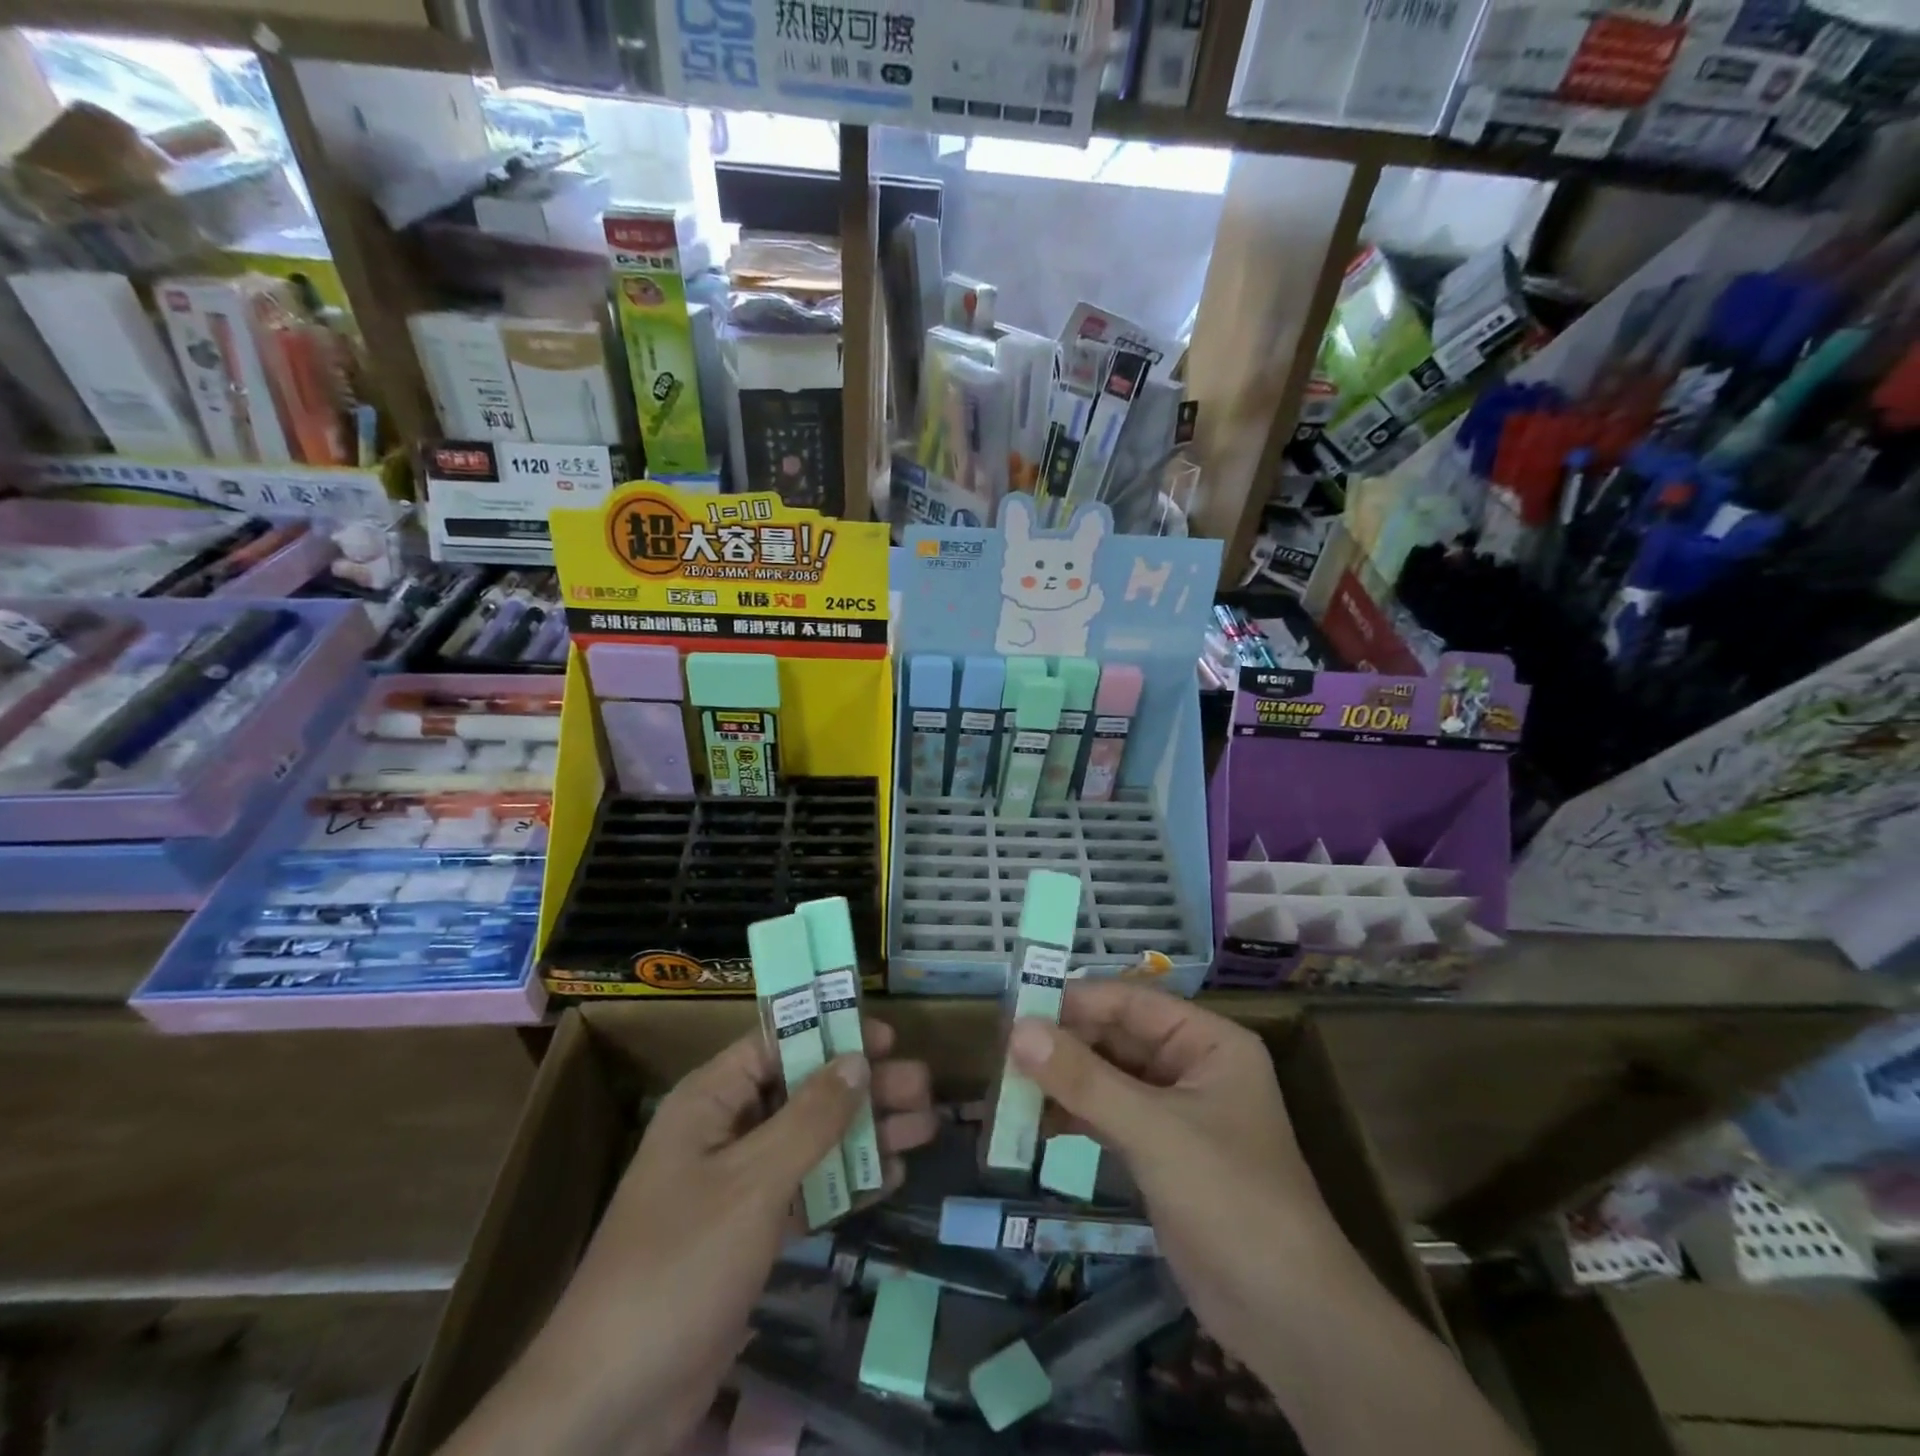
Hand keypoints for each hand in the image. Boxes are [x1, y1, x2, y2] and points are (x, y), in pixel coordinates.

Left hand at [451, 1019, 934, 1455]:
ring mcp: (738, 1186)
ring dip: (866, 1133)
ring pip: (813, 1141)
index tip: (889, 1036)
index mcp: (711, 1101)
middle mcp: (725, 1131)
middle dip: (863, 1087)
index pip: (777, 1042)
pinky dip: (848, 1182)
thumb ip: (810, 1118)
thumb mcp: (752, 1183)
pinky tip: (894, 1176)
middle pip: (804, 1091)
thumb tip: (858, 1059)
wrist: (611, 1404)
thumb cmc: (679, 1266)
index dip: (831, 1031)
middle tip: (923, 1086)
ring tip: (925, 1126)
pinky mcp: (751, 1235)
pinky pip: (809, 1191)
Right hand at [1007, 983, 1356, 1379]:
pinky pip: (1107, 1116)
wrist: (1288, 1317)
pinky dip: (1073, 1116)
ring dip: (1061, 1082)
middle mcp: (1190, 1065)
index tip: (1015, 1010)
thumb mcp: (1154, 1131)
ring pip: (1106, 1077)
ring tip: (1007, 1089)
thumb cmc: (1230, 1199)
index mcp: (1206, 1041)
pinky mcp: (1158, 1152)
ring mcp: (1174, 1110)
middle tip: (1001, 1053)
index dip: (1073, 1002)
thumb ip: (1084, 1079)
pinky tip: (1034, 1126)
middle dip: (1061, 1046)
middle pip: (1114, 1037)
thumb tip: (1017, 1030)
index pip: (1129, 1001)